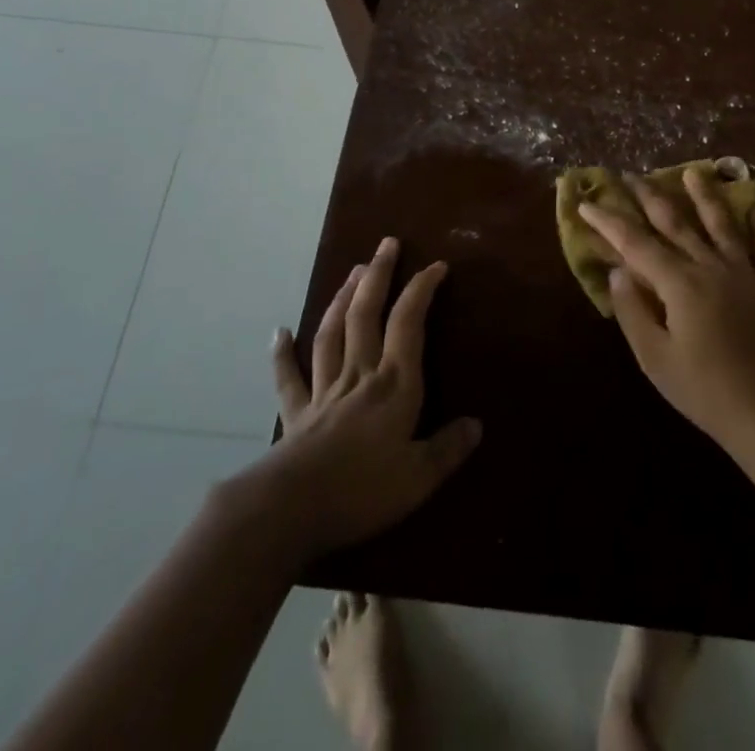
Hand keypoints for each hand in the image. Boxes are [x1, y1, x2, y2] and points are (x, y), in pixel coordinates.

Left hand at [261, 238, 481, 561]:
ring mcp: (323, 391)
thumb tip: (476, 425)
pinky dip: (282, 354)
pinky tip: (278, 332)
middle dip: (378, 275)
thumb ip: (448, 449)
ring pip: (333, 333)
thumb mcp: (419, 477)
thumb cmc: (362, 490)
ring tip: (352, 270)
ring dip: (343, 298)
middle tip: (386, 243)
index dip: (422, 289)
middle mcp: (359, 375)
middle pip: (366, 314)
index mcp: (394, 384)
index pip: (409, 323)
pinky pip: (288, 378)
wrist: (290, 510)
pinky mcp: (296, 414)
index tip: (436, 265)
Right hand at [580, 169, 754, 458]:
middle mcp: (710, 266)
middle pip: (675, 222)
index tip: (587, 203)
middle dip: (649, 196)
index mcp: (679, 283)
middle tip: (631, 175)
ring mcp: (746, 273)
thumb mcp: (656, 360)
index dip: (609, 221)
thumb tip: (617, 271)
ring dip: (704, 196)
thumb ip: (633, 311)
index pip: (635, 243)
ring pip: (722, 224)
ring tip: (693, 172)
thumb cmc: (706, 391)